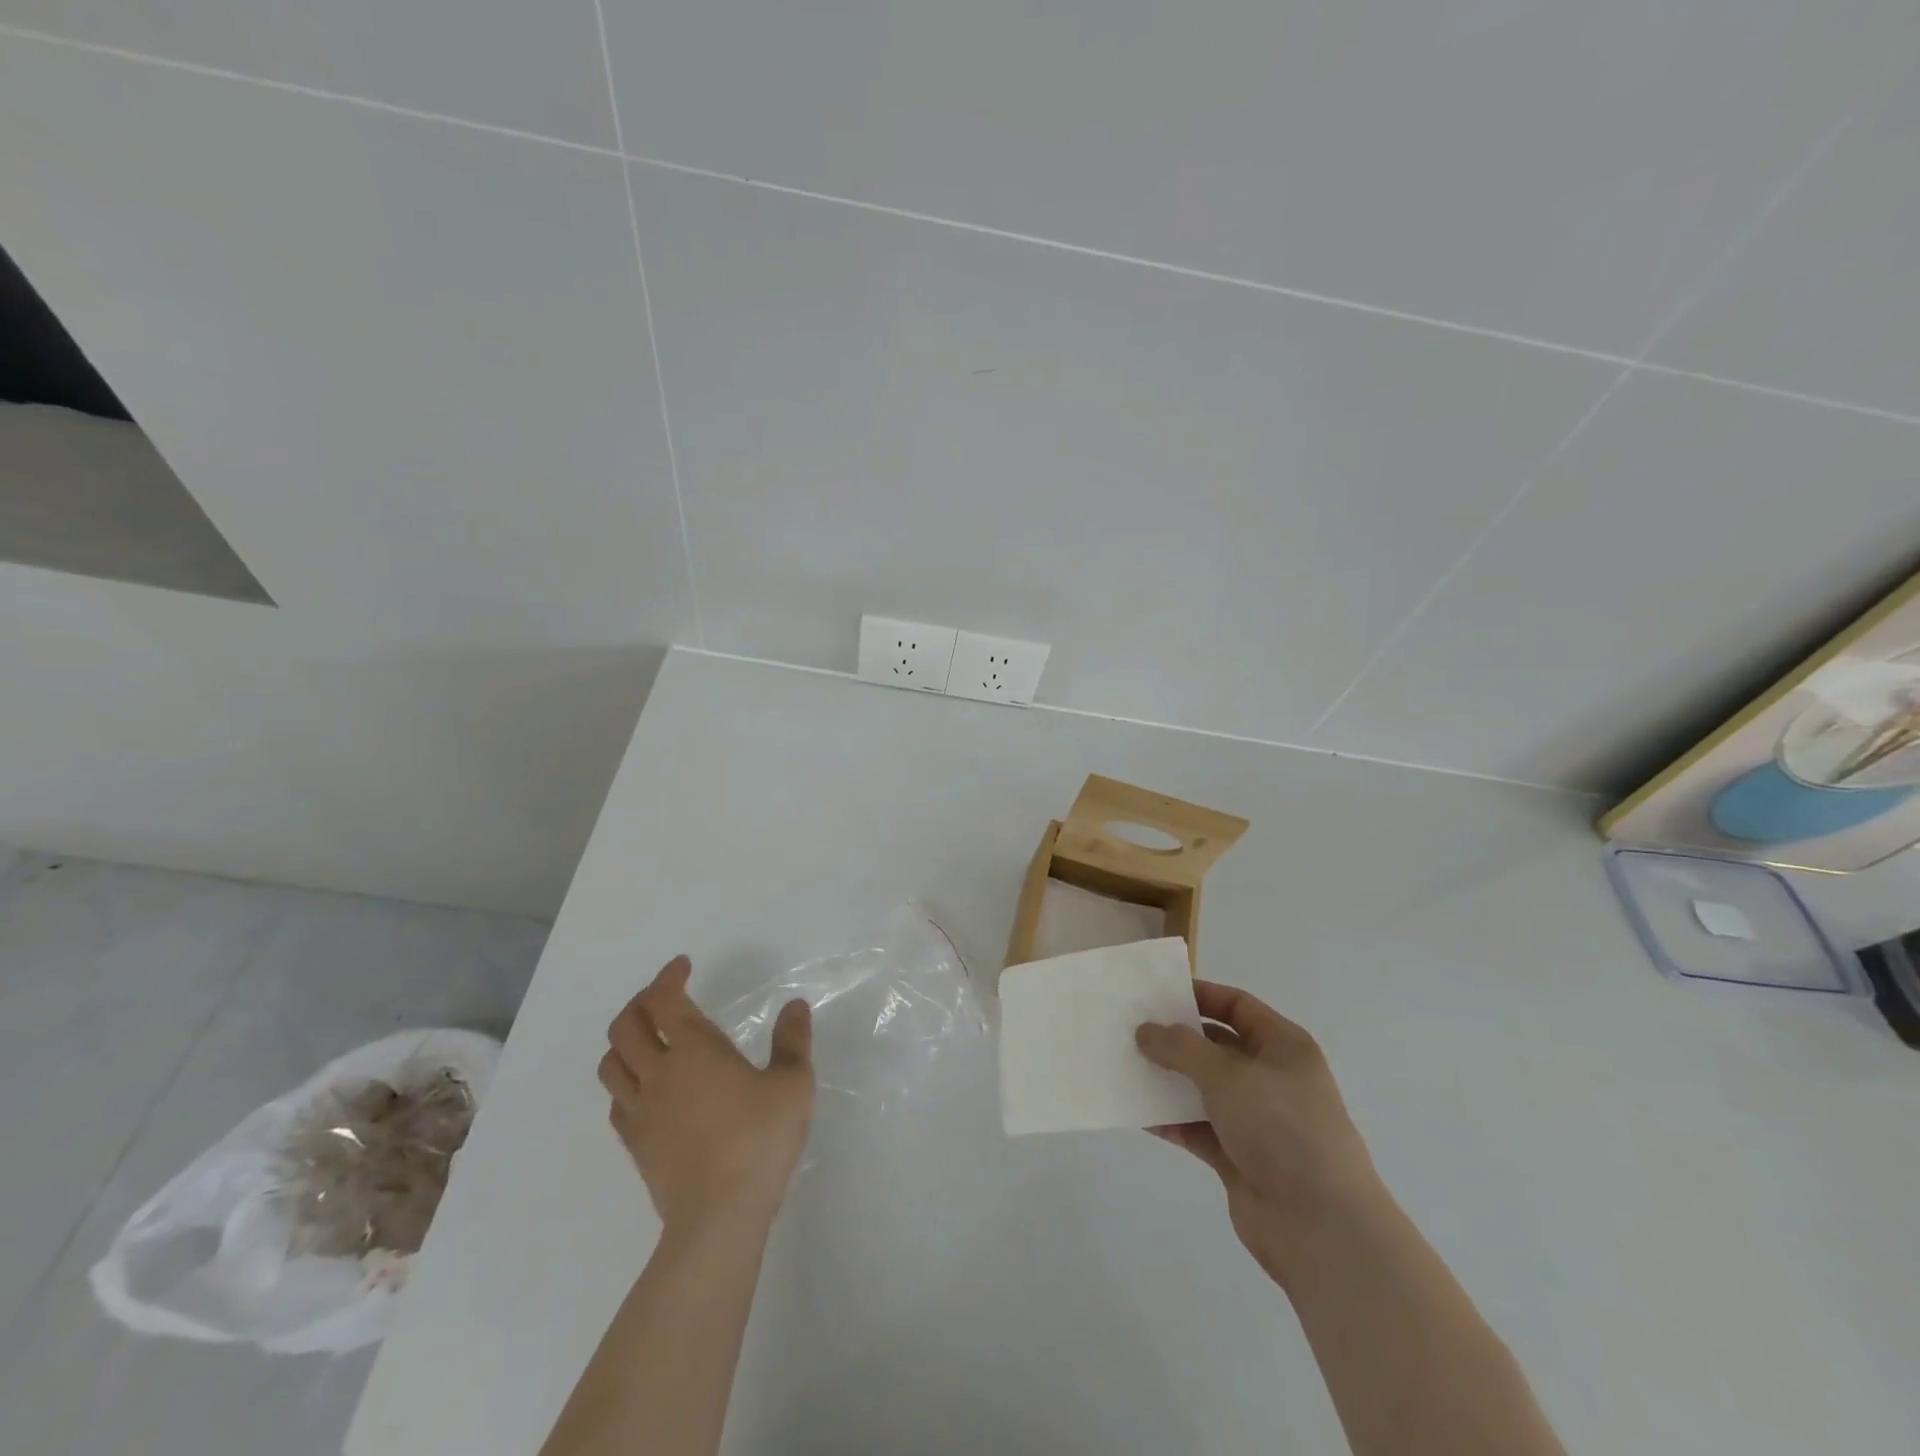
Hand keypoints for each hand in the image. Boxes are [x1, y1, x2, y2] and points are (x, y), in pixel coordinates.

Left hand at [599, 956, 814, 1234]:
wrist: (718, 1218)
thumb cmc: (759, 1141)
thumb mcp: (793, 1085)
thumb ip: (793, 1041)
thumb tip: (794, 1007)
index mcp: (694, 1050)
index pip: (665, 999)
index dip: (669, 976)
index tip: (684, 966)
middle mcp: (659, 1073)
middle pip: (626, 1025)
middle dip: (641, 1002)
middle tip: (665, 996)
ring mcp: (641, 1110)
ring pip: (612, 1063)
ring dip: (625, 1040)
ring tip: (650, 1038)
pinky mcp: (635, 1144)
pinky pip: (616, 1100)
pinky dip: (626, 1081)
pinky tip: (648, 1088)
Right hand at [1137, 981, 1377, 1281]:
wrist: (1321, 1228)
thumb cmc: (1282, 1129)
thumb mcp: (1228, 1075)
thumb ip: (1181, 1048)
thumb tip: (1145, 1031)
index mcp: (1284, 1046)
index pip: (1237, 1006)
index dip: (1200, 995)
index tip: (1157, 994)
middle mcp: (1271, 1077)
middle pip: (1216, 1046)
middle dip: (1176, 1039)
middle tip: (1132, 1030)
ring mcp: (1256, 1120)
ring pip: (1204, 1088)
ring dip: (1169, 1080)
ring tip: (1126, 1067)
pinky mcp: (1239, 1157)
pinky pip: (1198, 1128)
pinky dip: (1172, 1120)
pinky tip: (1139, 1113)